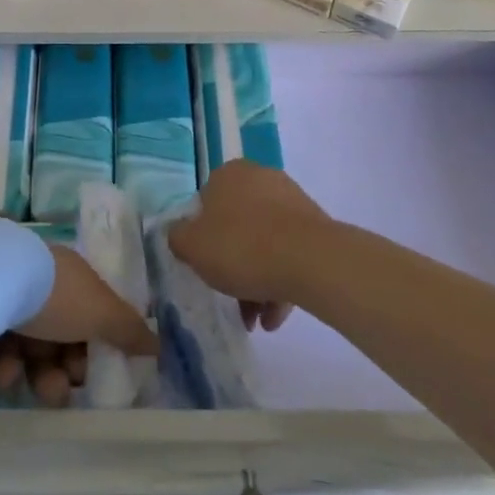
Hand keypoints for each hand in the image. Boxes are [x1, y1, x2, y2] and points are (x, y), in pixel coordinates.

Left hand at [0, 246, 156, 407]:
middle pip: (58, 338)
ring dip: (33, 373)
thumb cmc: (55, 295)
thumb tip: (157, 344)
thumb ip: (129, 329)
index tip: (92, 373)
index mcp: (70, 277)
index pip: (88, 317)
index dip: (93, 348)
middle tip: (58, 389)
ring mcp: (7, 299)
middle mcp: (40, 285)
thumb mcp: (101, 311)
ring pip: (28, 349)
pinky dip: (1, 363)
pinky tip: (0, 366)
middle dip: (62, 370)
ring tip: (25, 380)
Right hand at [167, 161, 329, 327]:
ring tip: (256, 320)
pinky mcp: (315, 225)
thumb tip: (180, 234)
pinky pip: (289, 253)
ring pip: (264, 243)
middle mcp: (260, 178)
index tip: (205, 267)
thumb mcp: (193, 247)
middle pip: (236, 226)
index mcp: (228, 174)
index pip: (205, 204)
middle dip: (232, 265)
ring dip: (256, 281)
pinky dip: (279, 281)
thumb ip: (178, 238)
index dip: (202, 238)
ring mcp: (290, 200)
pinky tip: (274, 316)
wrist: (311, 259)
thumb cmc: (242, 247)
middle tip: (230, 298)